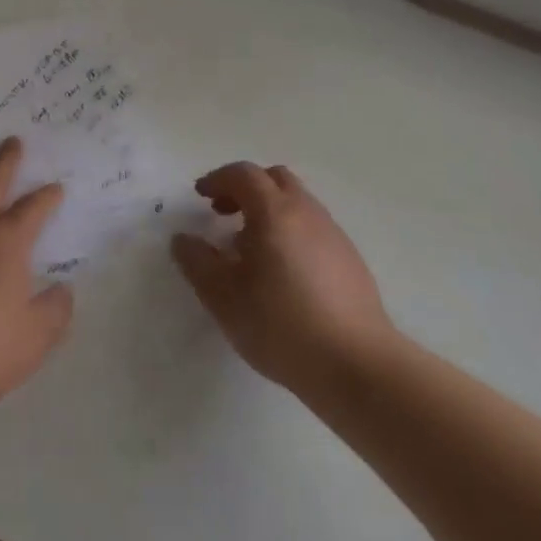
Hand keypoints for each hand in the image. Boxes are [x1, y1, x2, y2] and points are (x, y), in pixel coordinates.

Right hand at [171, 162, 397, 396]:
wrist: (357, 365)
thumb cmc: (280, 324)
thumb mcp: (223, 297)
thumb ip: (197, 262)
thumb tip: (183, 239)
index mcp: (274, 212)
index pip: (243, 174)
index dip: (218, 179)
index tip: (200, 196)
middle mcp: (307, 213)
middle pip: (275, 179)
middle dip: (245, 188)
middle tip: (224, 214)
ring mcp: (334, 235)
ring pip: (297, 203)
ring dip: (269, 211)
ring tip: (250, 248)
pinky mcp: (351, 260)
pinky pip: (313, 228)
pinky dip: (291, 231)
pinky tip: (282, 272)